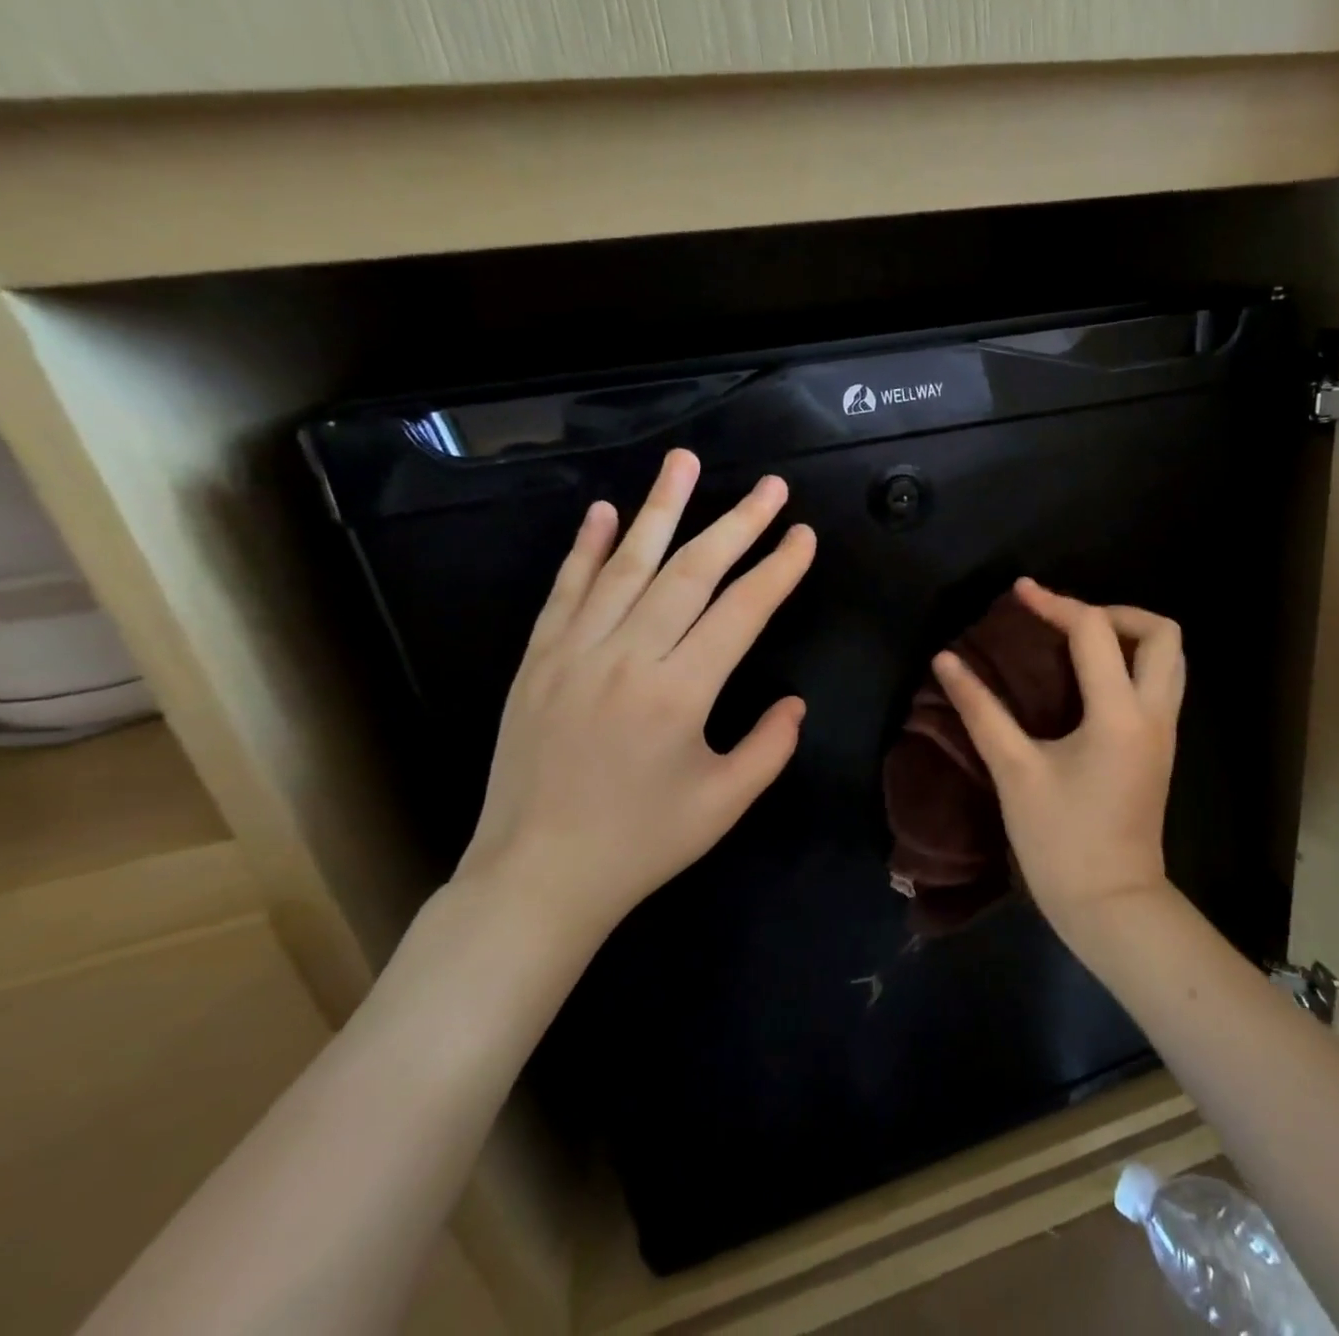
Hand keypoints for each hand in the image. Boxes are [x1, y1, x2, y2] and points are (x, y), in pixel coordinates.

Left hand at [457, 449, 814, 951]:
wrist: (536, 877)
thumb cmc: (641, 844)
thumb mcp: (725, 804)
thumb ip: (770, 746)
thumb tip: (795, 702)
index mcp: (679, 694)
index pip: (741, 612)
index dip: (777, 569)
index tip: (802, 535)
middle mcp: (627, 658)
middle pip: (690, 572)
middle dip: (736, 523)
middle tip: (768, 485)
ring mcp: (575, 653)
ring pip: (626, 565)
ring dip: (661, 509)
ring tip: (684, 461)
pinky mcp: (538, 660)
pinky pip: (566, 590)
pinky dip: (587, 547)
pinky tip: (607, 512)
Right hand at [932, 579, 1184, 939]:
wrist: (1112, 905)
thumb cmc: (1060, 842)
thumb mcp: (1015, 772)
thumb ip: (981, 710)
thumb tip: (946, 662)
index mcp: (1119, 715)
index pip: (1094, 631)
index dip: (1054, 603)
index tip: (1019, 593)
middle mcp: (1154, 714)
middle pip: (1163, 632)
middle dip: (1115, 612)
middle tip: (1067, 622)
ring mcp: (1165, 731)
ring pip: (1170, 658)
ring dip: (1129, 636)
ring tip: (1078, 644)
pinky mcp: (1161, 748)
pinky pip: (1159, 683)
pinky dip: (1130, 664)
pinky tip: (1088, 681)